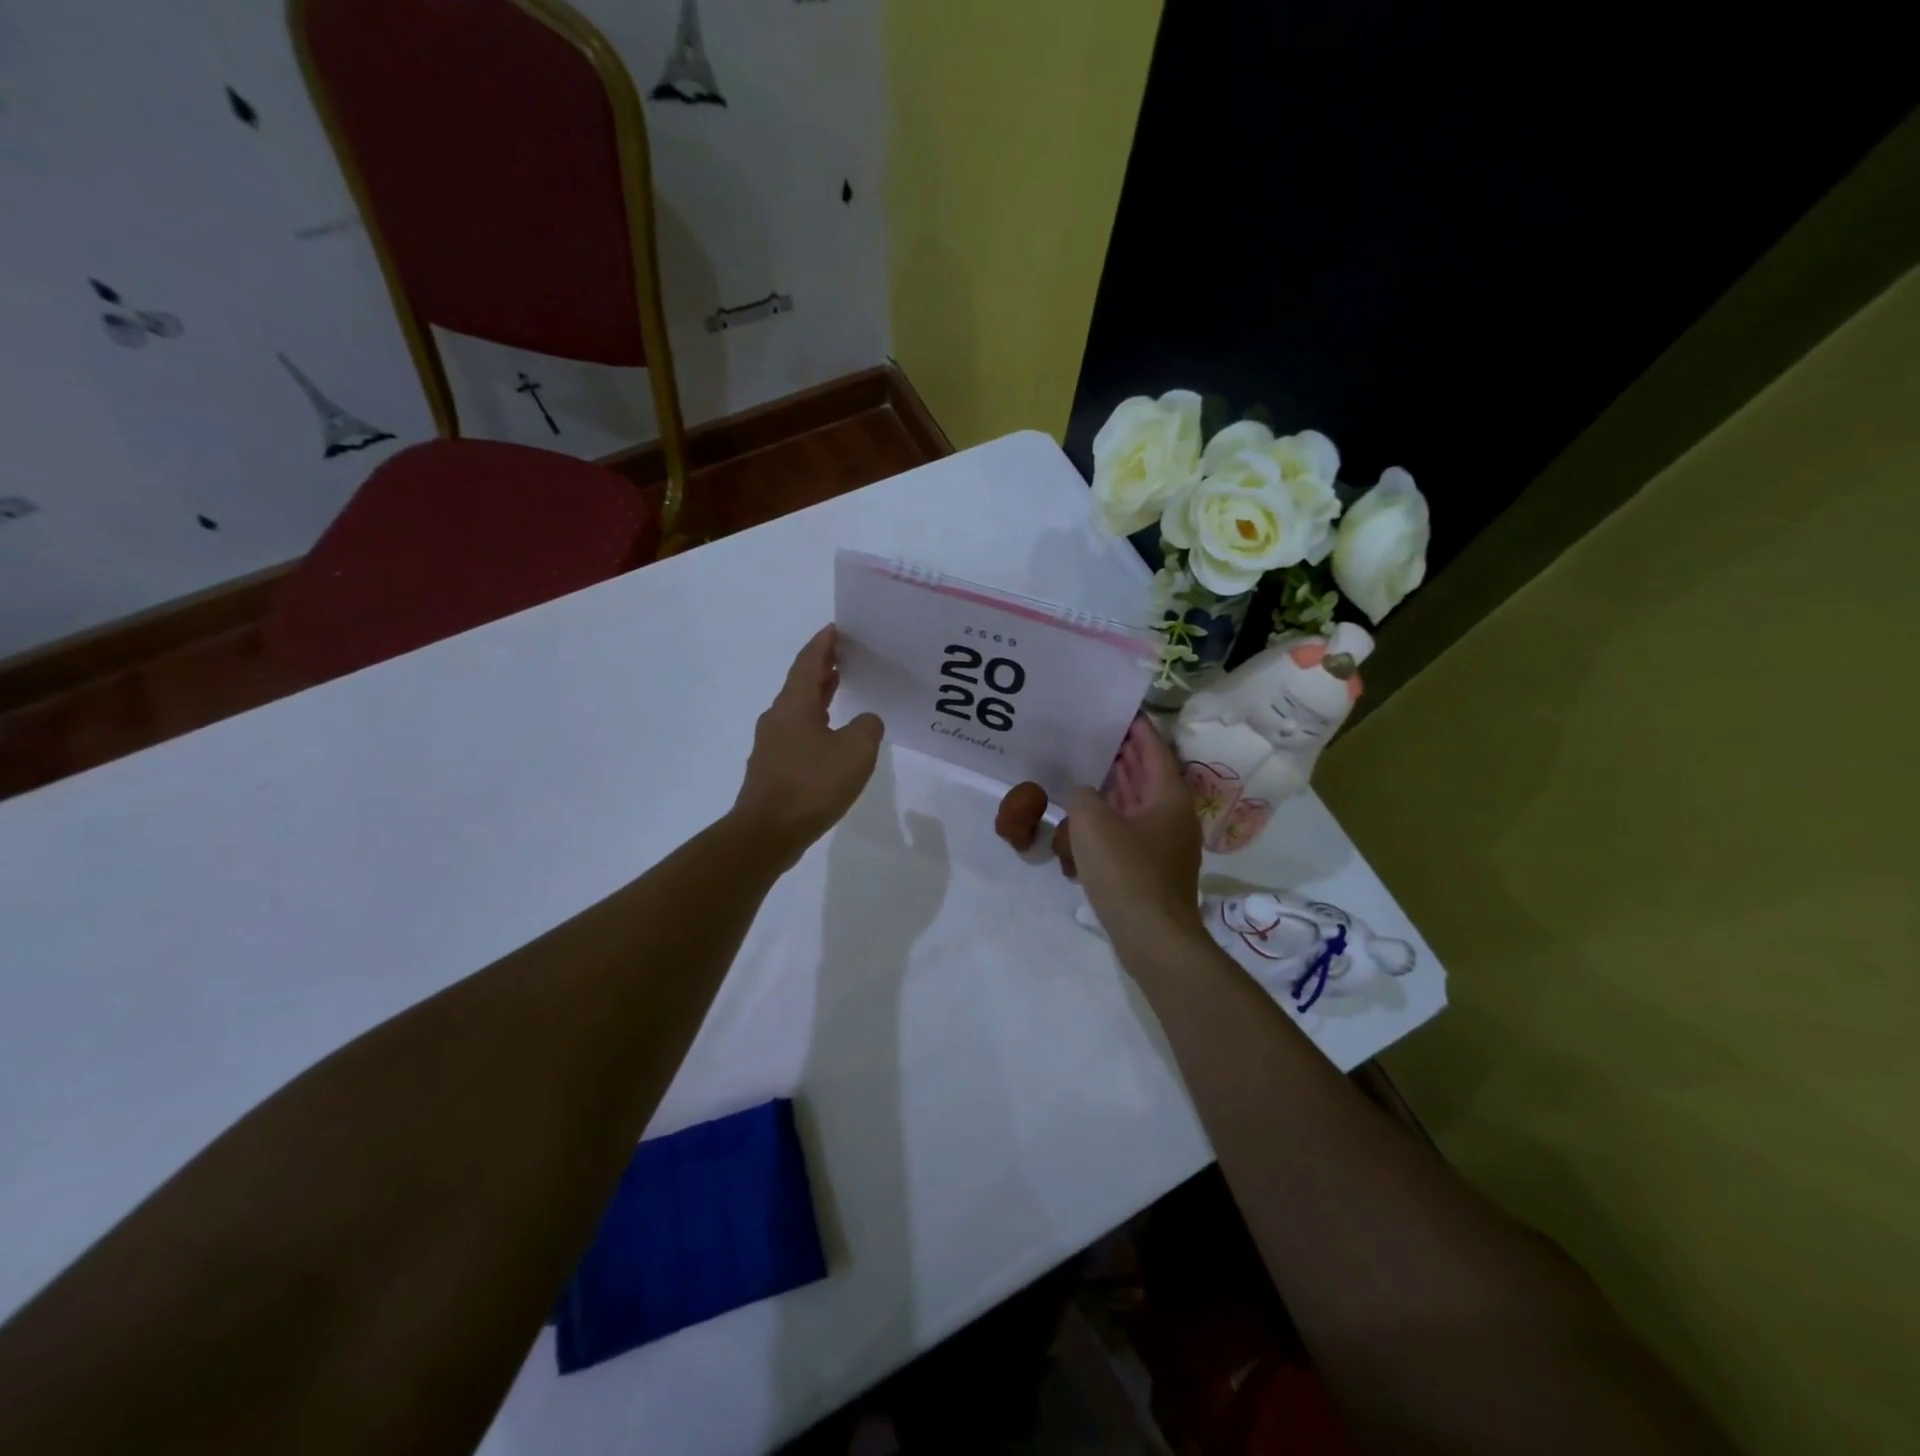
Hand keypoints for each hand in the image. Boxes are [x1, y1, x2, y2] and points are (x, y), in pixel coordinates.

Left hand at [733, 626, 883, 865]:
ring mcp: (772, 744)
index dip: (823, 643)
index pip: (809, 662)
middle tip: (846, 656)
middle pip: (801, 682)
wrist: (767, 832)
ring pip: (798, 709)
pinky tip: (831, 738)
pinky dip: (815, 723)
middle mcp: (778, 717)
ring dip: (819, 695)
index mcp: (795, 704)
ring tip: (841, 688)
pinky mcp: (772, 768)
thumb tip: (865, 721)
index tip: (837, 628)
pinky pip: (797, 733)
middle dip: (823, 667)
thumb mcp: (856, 751)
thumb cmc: (812, 784)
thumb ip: (868, 727)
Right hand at [1066, 716, 1204, 948]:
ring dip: (1116, 787)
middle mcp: (1172, 816)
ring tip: (1086, 768)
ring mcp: (1165, 844)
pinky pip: (1131, 831)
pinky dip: (1112, 818)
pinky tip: (1085, 820)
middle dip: (1123, 755)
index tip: (1118, 709)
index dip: (1137, 728)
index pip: (1154, 749)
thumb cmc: (1127, 873)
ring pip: (1138, 804)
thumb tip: (1082, 793)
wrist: (1153, 938)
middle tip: (1094, 734)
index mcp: (1168, 797)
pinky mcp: (1152, 868)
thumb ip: (1082, 796)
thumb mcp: (1092, 824)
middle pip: (1148, 775)